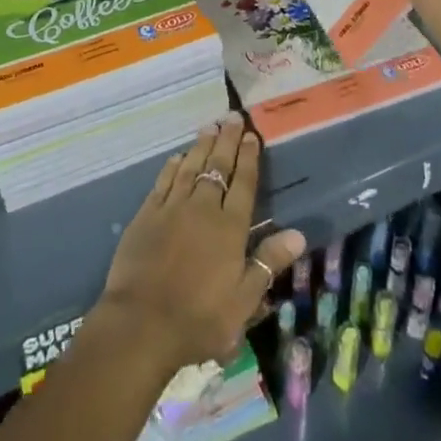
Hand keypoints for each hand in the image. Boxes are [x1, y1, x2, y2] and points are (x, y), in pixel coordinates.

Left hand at [95, 113, 305, 373]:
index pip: (243, 184)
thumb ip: (268, 263)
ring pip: (191, 167)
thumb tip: (298, 234)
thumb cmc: (199, 319)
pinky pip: (163, 181)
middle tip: (233, 117)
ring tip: (210, 126)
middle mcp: (202, 208)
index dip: (249, 158)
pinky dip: (173, 166)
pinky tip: (178, 157)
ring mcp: (172, 208)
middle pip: (218, 167)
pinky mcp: (147, 214)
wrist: (141, 323)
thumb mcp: (243, 301)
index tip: (252, 135)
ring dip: (202, 146)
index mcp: (229, 228)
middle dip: (227, 141)